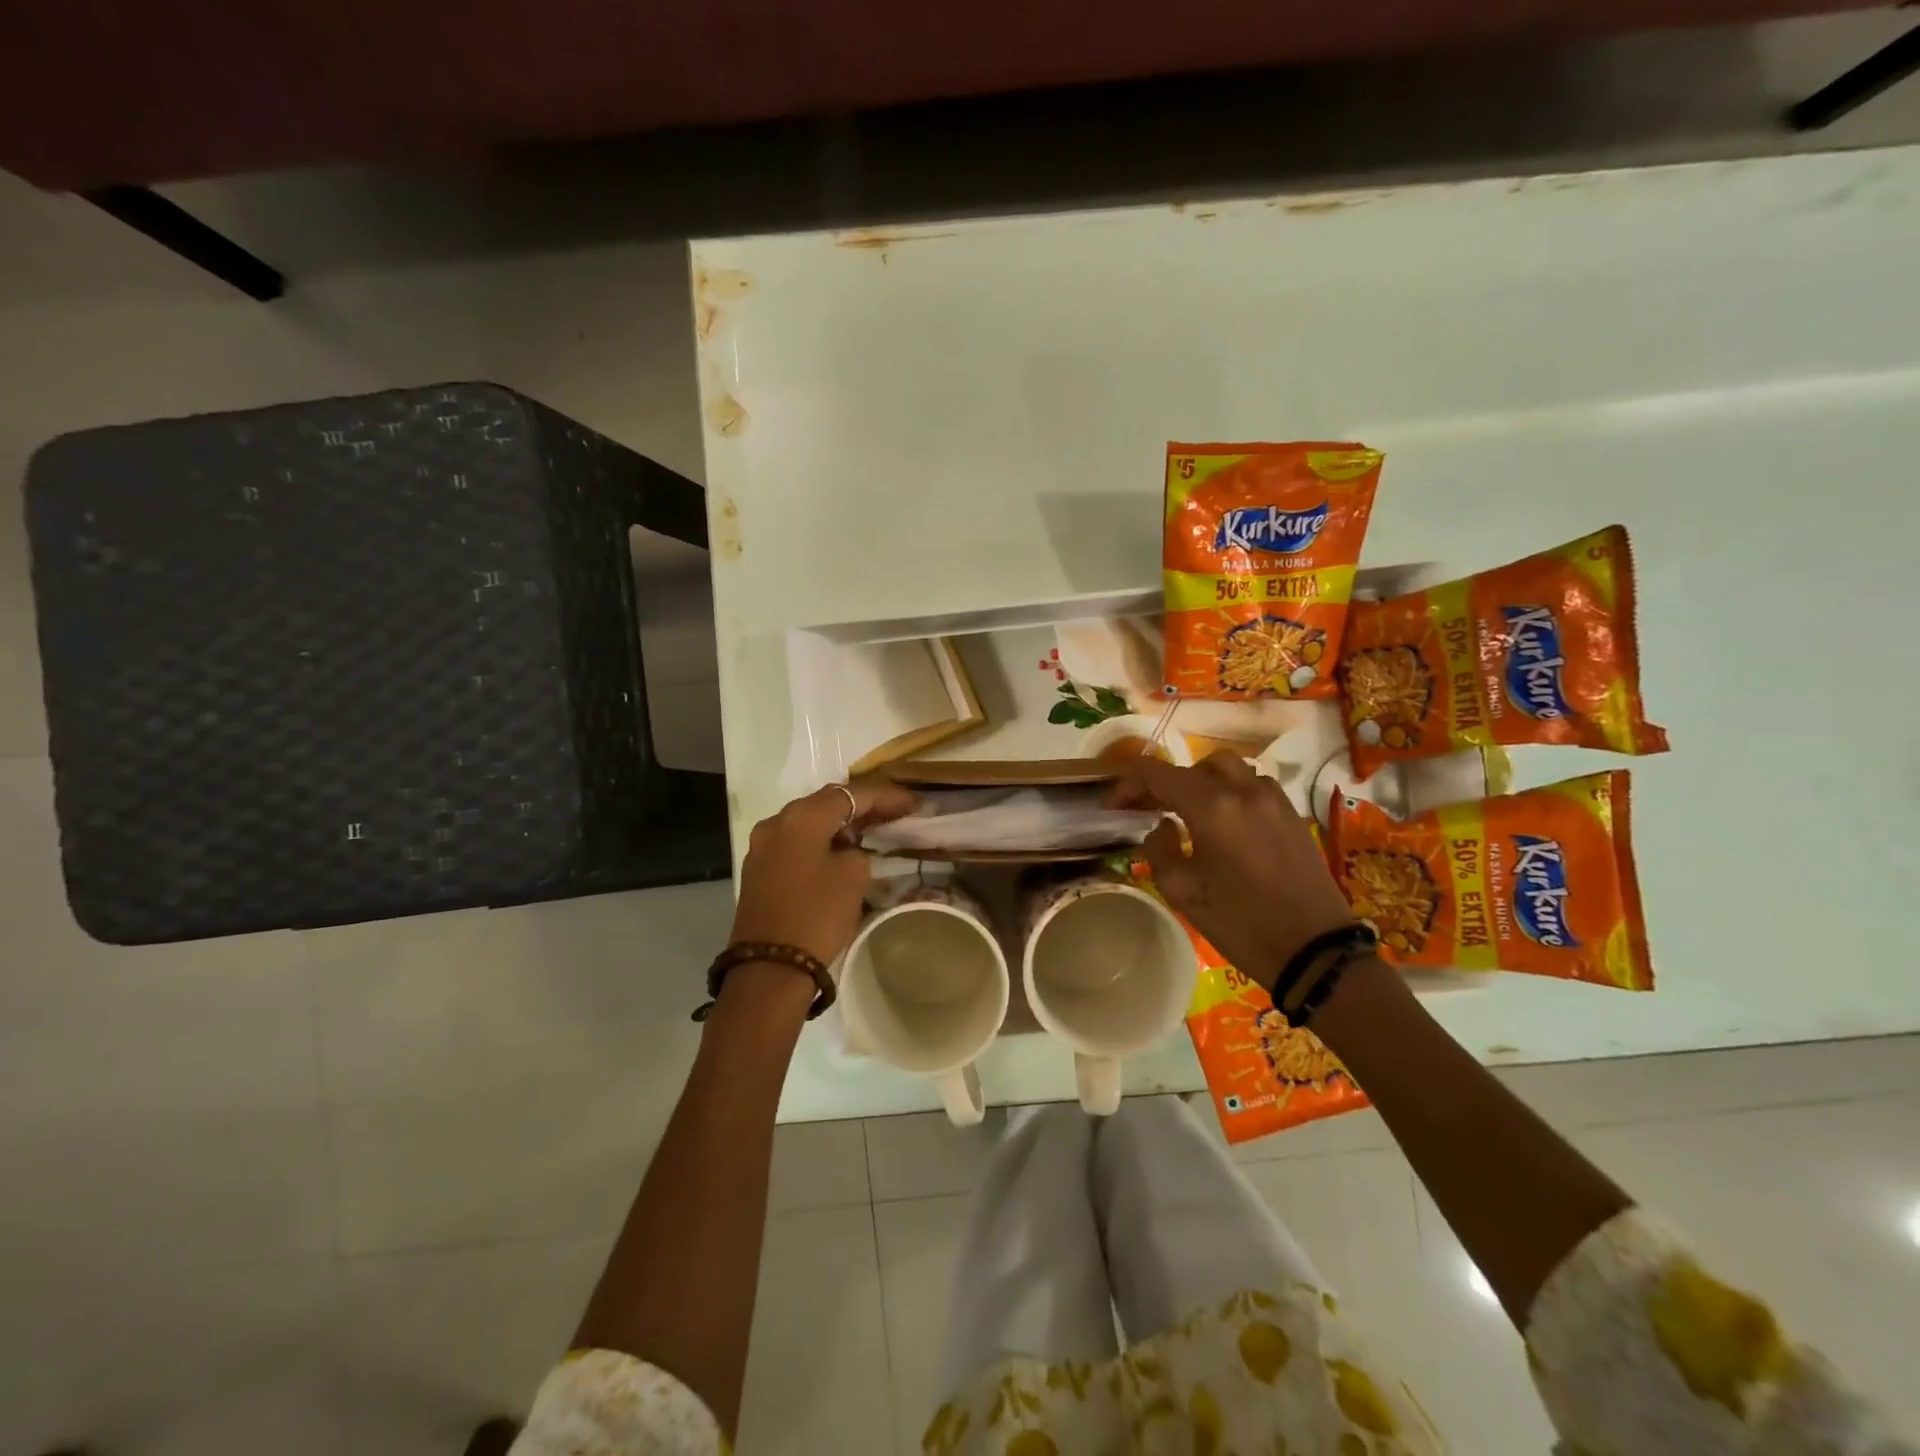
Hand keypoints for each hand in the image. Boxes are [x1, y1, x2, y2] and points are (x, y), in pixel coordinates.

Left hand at [729, 780, 917, 970]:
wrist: (770, 968)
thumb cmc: (817, 915)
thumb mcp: (854, 877)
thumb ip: (857, 850)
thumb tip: (848, 849)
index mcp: (802, 817)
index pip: (851, 795)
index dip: (885, 797)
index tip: (912, 803)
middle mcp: (777, 822)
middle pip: (826, 803)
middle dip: (861, 806)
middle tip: (894, 812)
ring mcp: (763, 845)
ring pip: (809, 822)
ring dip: (839, 823)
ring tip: (871, 829)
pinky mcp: (759, 868)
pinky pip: (796, 841)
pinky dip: (820, 840)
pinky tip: (841, 849)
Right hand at [1114, 752, 1355, 988]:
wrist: (1314, 950)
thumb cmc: (1241, 923)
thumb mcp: (1183, 892)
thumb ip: (1160, 850)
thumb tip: (1162, 826)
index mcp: (1212, 807)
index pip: (1158, 774)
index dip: (1129, 783)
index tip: (1114, 805)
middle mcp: (1243, 791)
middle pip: (1195, 765)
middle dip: (1167, 781)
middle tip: (1150, 807)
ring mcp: (1273, 799)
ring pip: (1230, 769)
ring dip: (1202, 782)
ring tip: (1189, 810)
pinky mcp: (1292, 815)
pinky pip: (1255, 785)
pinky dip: (1232, 791)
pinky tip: (1226, 821)